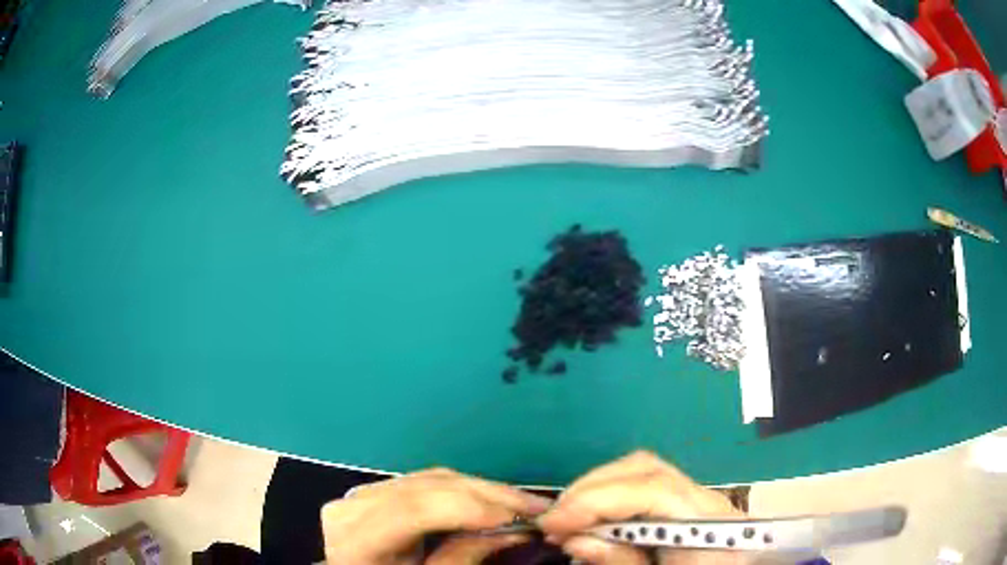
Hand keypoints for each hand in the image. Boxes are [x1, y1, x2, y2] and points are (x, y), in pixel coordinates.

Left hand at [321, 468, 550, 564]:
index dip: (468, 507)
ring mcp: (360, 495)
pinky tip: (488, 500)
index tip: (518, 517)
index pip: (413, 509)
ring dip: (480, 490)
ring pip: (429, 479)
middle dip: (487, 495)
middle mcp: (352, 506)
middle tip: (536, 508)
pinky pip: (422, 483)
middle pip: (426, 488)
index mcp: (355, 540)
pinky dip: (461, 490)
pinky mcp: (373, 492)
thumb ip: (462, 559)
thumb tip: (514, 531)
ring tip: (520, 503)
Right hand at [538, 451, 748, 564]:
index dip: (597, 501)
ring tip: (567, 521)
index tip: (552, 523)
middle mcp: (708, 500)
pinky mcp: (687, 504)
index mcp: (711, 525)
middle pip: (646, 469)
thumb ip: (621, 563)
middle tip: (554, 521)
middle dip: (591, 489)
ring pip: (642, 471)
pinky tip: (591, 519)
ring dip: (596, 490)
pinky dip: (610, 497)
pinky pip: (643, 486)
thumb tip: (574, 540)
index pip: (654, 490)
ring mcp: (699, 497)